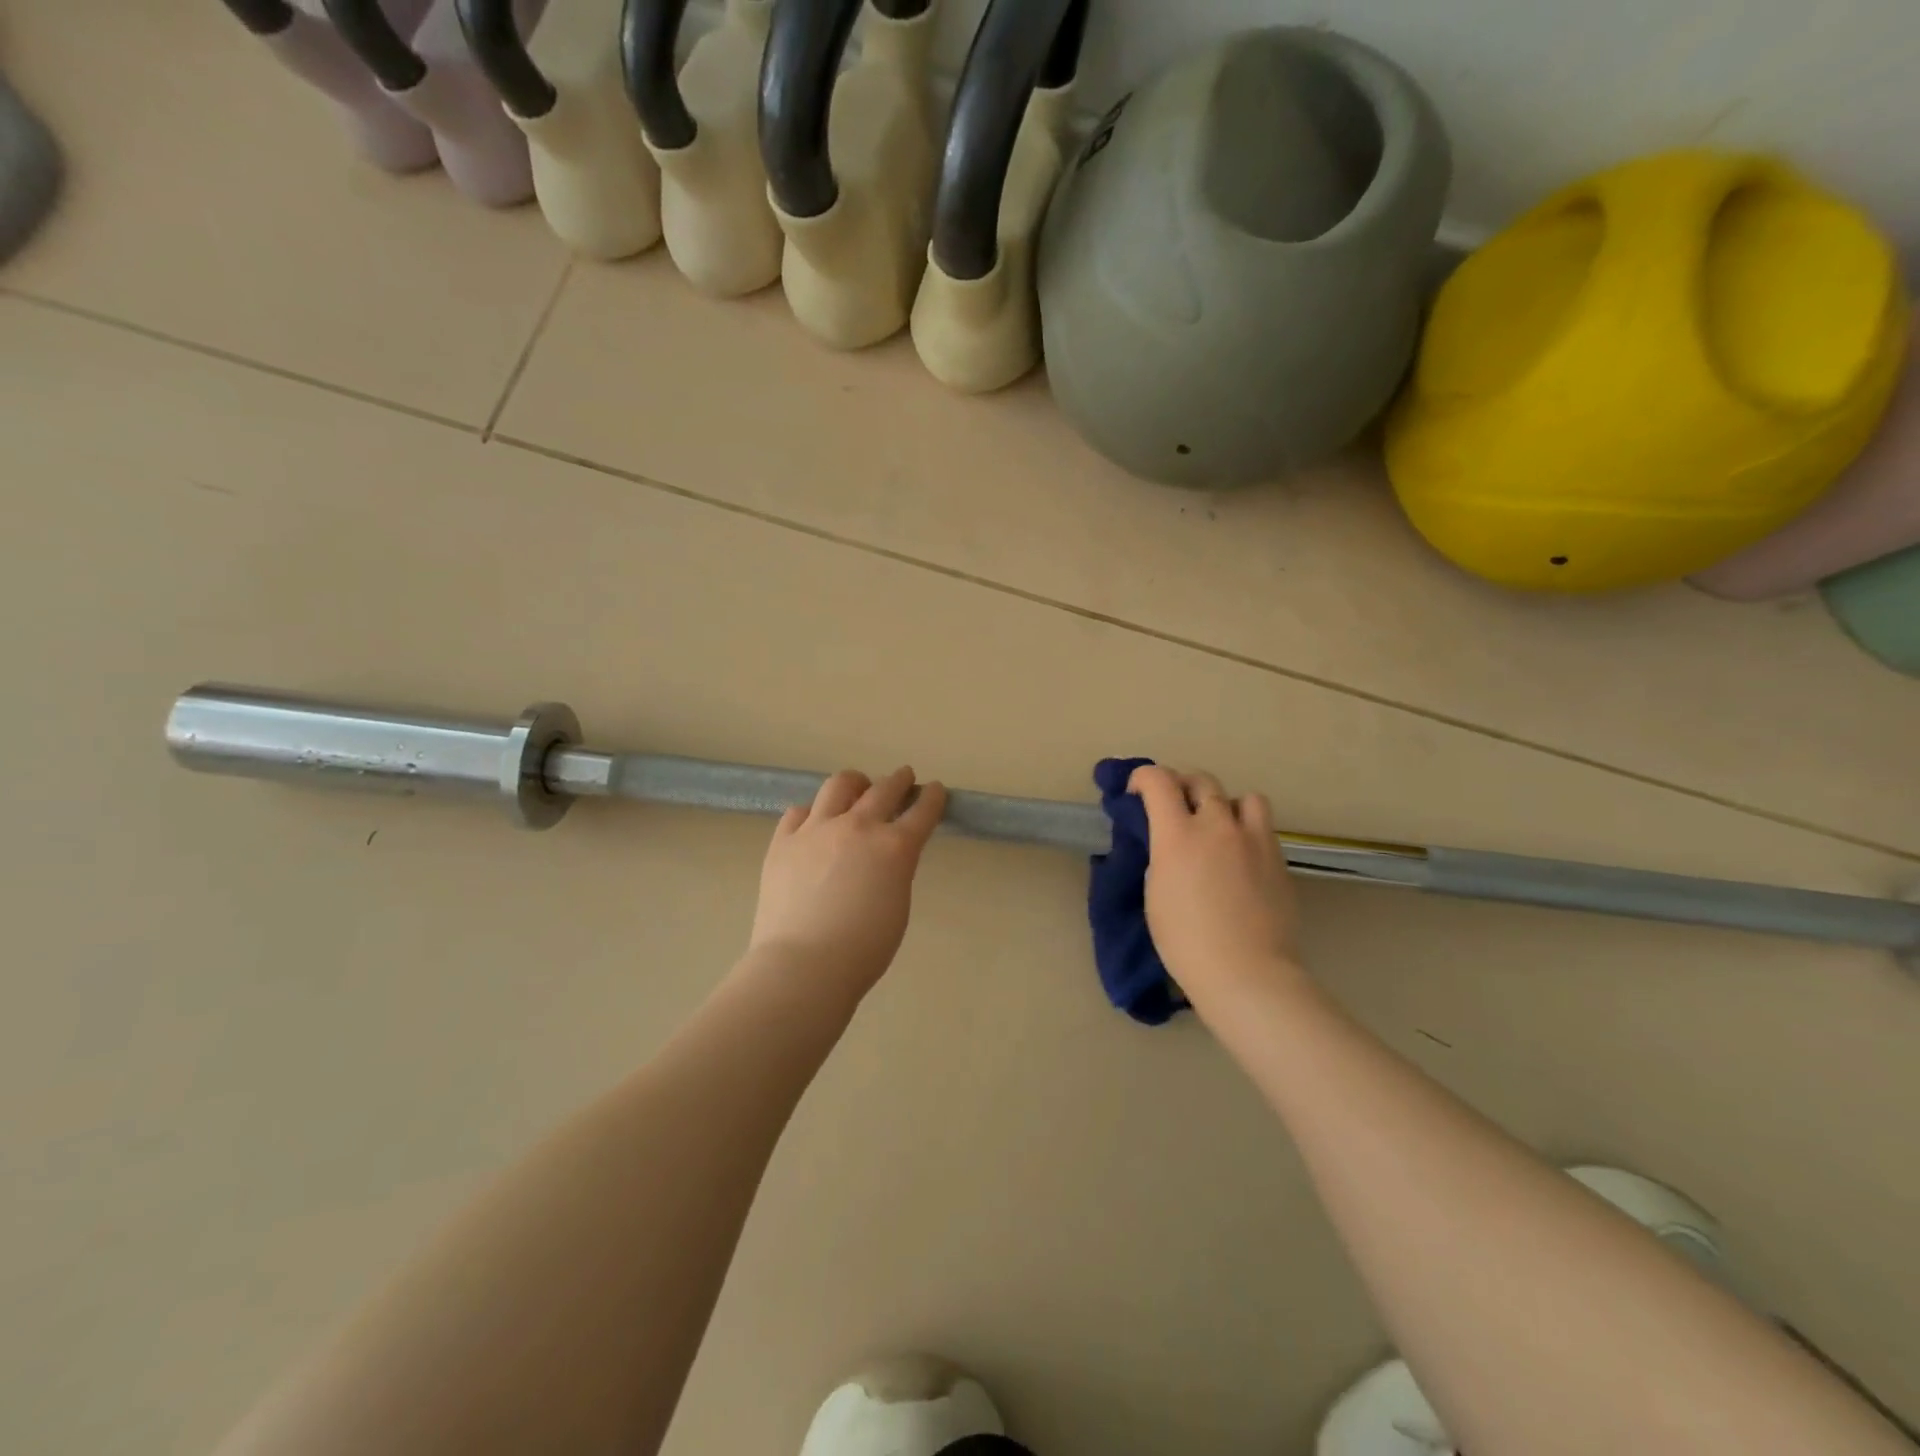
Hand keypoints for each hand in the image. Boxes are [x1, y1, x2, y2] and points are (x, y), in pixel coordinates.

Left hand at [746, 767, 947, 997]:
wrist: (803, 965)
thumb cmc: (863, 950)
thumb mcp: (897, 906)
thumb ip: (895, 871)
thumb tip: (885, 857)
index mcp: (894, 847)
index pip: (922, 811)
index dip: (933, 798)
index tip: (936, 789)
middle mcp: (857, 826)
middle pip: (884, 789)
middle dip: (899, 780)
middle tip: (904, 778)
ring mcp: (816, 829)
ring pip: (839, 785)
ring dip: (856, 783)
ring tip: (858, 786)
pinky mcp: (783, 841)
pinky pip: (799, 811)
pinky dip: (813, 812)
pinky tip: (815, 820)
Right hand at [1129, 765, 1304, 1011]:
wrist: (1247, 972)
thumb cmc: (1186, 942)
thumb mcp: (1155, 893)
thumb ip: (1160, 857)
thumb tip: (1166, 844)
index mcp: (1178, 835)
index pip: (1158, 781)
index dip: (1143, 777)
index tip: (1136, 791)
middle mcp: (1217, 825)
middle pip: (1201, 780)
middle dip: (1182, 786)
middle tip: (1173, 807)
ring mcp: (1253, 839)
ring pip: (1241, 796)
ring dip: (1224, 804)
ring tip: (1217, 827)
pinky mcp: (1278, 857)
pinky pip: (1262, 826)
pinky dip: (1246, 830)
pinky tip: (1239, 856)